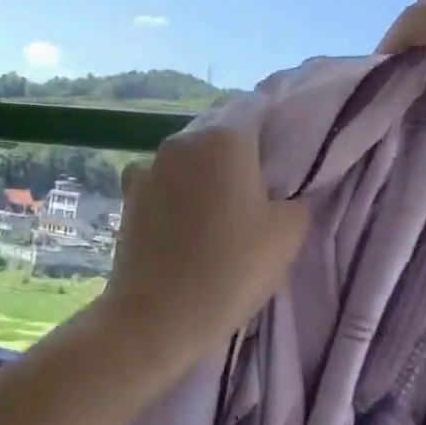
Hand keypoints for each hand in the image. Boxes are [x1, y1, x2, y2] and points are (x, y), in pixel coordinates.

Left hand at [98, 124, 309, 362]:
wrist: (156, 316)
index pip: (257, 108)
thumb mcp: (288, 234)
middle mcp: (183, 140)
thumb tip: (284, 192)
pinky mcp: (129, 194)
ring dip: (206, 170)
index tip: (287, 153)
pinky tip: (184, 220)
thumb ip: (296, 199)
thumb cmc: (231, 269)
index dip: (276, 125)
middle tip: (261, 184)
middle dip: (241, 149)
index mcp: (225, 137)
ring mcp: (150, 165)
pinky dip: (176, 191)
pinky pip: (163, 180)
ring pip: (190, 155)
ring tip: (221, 206)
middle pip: (221, 130)